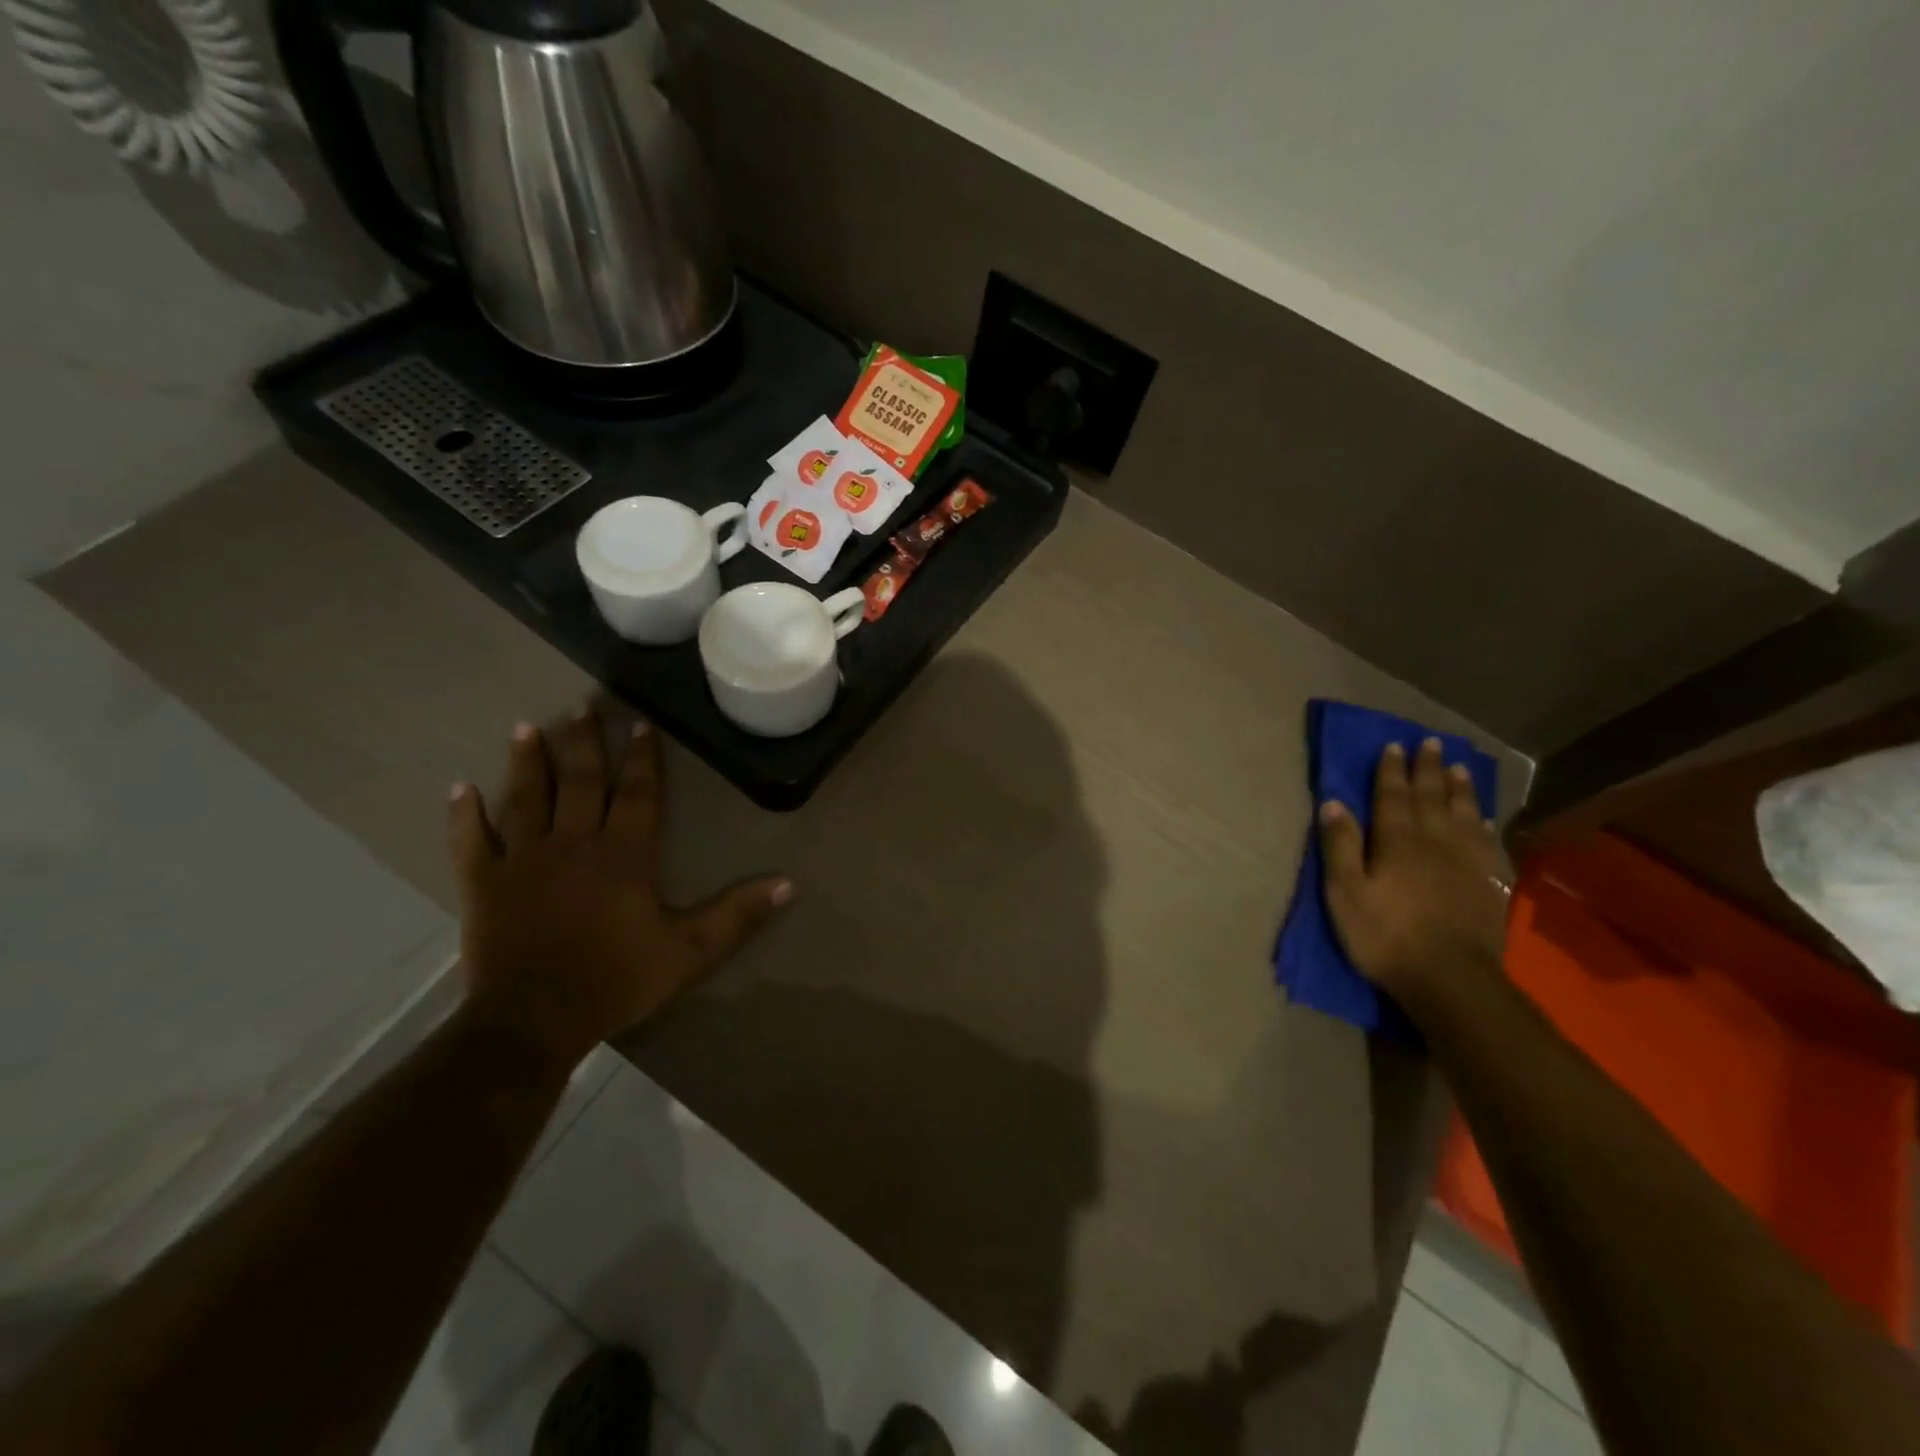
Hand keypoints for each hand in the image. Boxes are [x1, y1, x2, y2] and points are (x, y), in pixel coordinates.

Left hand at [447, 708, 791, 1068]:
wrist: (533, 1020)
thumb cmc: (617, 980)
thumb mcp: (690, 951)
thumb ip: (738, 914)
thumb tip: (788, 883)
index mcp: (624, 854)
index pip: (638, 793)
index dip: (642, 758)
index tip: (639, 724)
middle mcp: (574, 843)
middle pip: (581, 782)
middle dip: (584, 742)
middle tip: (582, 706)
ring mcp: (523, 859)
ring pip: (527, 798)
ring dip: (528, 762)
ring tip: (528, 727)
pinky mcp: (482, 883)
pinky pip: (470, 840)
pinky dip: (464, 814)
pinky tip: (460, 788)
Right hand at [1318, 738, 1507, 999]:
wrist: (1451, 980)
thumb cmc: (1385, 935)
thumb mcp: (1345, 892)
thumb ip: (1340, 846)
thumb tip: (1332, 803)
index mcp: (1397, 841)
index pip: (1392, 796)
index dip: (1391, 771)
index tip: (1393, 745)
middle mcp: (1435, 842)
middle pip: (1431, 798)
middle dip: (1428, 769)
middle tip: (1431, 743)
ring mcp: (1468, 862)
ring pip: (1464, 815)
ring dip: (1460, 789)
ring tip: (1459, 768)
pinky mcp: (1490, 885)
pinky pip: (1488, 843)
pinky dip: (1486, 824)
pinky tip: (1485, 818)